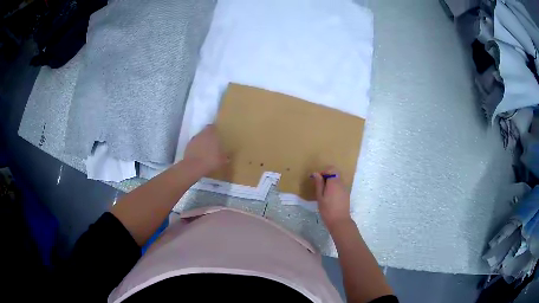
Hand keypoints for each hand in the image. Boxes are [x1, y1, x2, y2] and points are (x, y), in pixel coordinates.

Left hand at [184, 124, 227, 173]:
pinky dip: (196, 149)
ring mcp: (193, 140)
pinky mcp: (187, 147)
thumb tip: (228, 156)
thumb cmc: (210, 160)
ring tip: (206, 151)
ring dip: (202, 143)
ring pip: (199, 139)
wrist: (193, 167)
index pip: (213, 127)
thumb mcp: (222, 160)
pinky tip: (199, 156)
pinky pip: (194, 146)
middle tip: (213, 144)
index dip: (215, 130)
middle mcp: (201, 134)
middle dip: (208, 137)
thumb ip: (225, 156)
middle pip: (205, 132)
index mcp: (211, 133)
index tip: (218, 135)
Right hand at [312, 167, 351, 229]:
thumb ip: (319, 184)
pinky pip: (340, 186)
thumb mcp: (320, 197)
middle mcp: (341, 183)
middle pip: (335, 173)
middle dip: (327, 176)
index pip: (331, 169)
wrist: (339, 221)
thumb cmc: (327, 209)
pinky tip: (330, 197)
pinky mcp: (346, 194)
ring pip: (337, 180)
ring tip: (324, 193)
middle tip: (319, 186)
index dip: (323, 172)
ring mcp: (345, 189)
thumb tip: (316, 174)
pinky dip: (334, 187)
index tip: (317, 179)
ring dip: (330, 182)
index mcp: (334, 182)